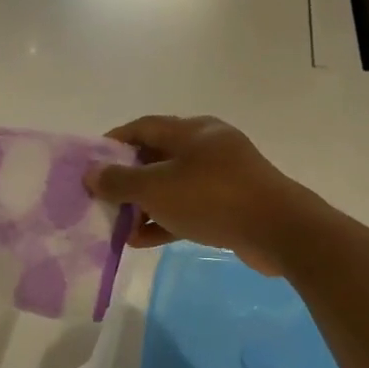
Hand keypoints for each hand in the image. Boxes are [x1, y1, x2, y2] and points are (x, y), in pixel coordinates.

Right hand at [83, 116, 317, 276]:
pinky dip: (166, 220)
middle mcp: (208, 147)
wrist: (277, 229)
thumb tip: (91, 172)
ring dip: (145, 204)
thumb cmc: (212, 198)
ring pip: (173, 186)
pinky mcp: (232, 205)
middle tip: (102, 198)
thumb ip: (120, 180)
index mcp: (191, 131)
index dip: (114, 142)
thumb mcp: (157, 188)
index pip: (143, 126)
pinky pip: (190, 208)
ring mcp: (223, 177)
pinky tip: (143, 240)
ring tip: (118, 225)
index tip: (90, 163)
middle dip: (128, 179)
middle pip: (157, 157)